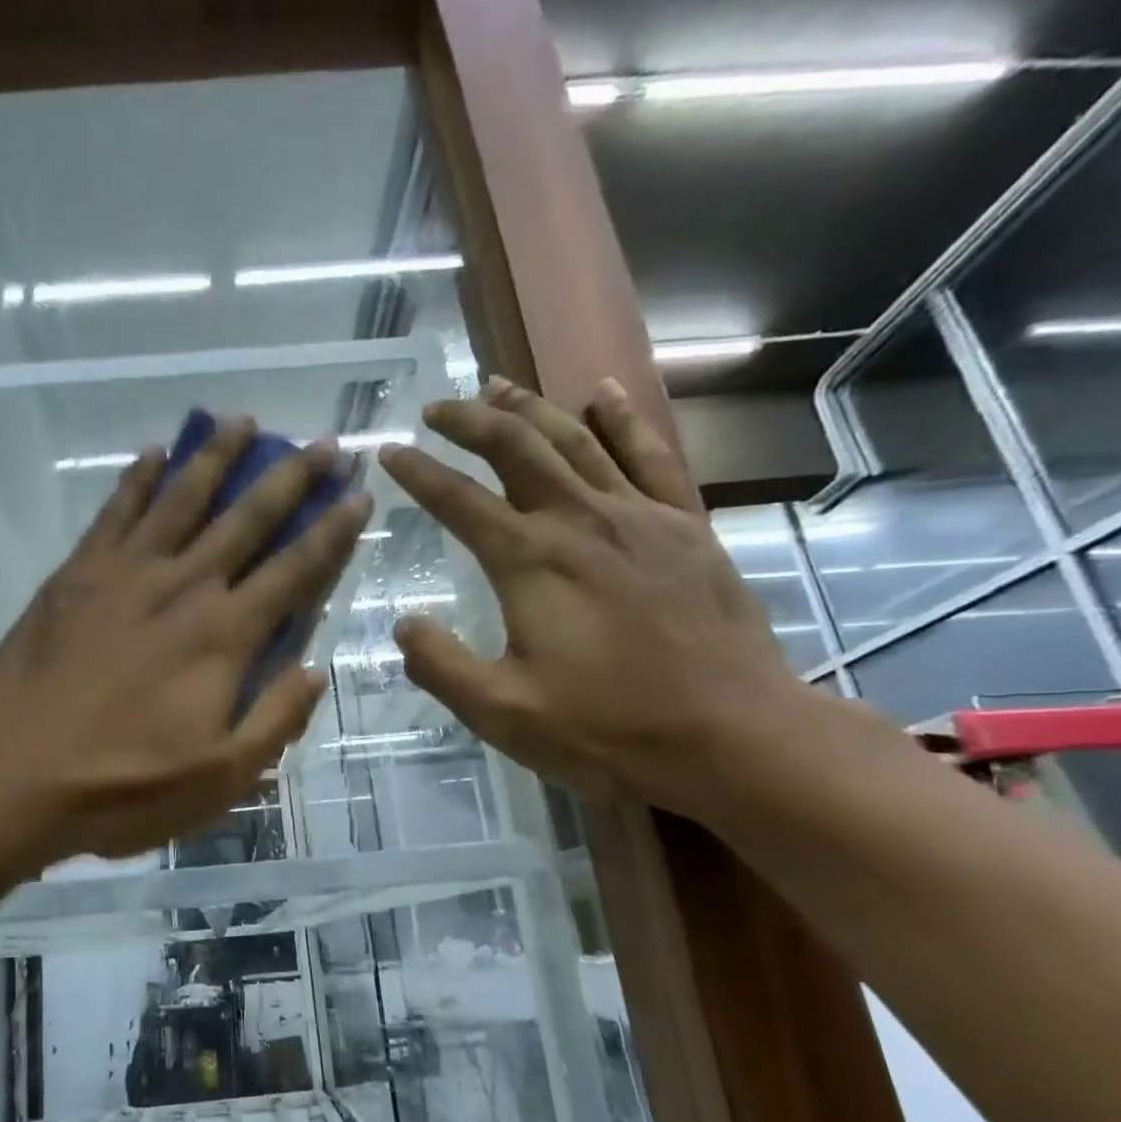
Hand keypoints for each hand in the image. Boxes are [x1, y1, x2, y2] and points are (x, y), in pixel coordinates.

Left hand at [0, 419, 371, 862]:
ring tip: (242, 420)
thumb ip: (276, 721)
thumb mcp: (220, 778)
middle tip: (324, 443)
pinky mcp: (76, 575)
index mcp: (224, 636)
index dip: (333, 531)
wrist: (13, 774)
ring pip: (181, 498)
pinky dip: (137, 479)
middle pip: (247, 519)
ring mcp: (125, 573)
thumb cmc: (123, 785)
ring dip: (216, 457)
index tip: (360, 495)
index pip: (295, 571)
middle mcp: (183, 587)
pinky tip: (154, 452)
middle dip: (291, 478)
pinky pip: (115, 512)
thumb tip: (314, 671)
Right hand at [377, 377, 803, 815]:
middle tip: (437, 408)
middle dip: (469, 420)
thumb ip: (441, 666)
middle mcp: (580, 520)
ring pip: (577, 438)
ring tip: (496, 386)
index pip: (458, 500)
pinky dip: (623, 419)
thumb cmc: (609, 728)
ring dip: (531, 407)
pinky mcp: (685, 526)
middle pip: (517, 447)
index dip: (418, 473)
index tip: (388, 452)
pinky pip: (651, 455)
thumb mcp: (503, 713)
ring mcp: (640, 516)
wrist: (731, 735)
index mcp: (530, 562)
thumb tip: (403, 624)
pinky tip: (603, 392)